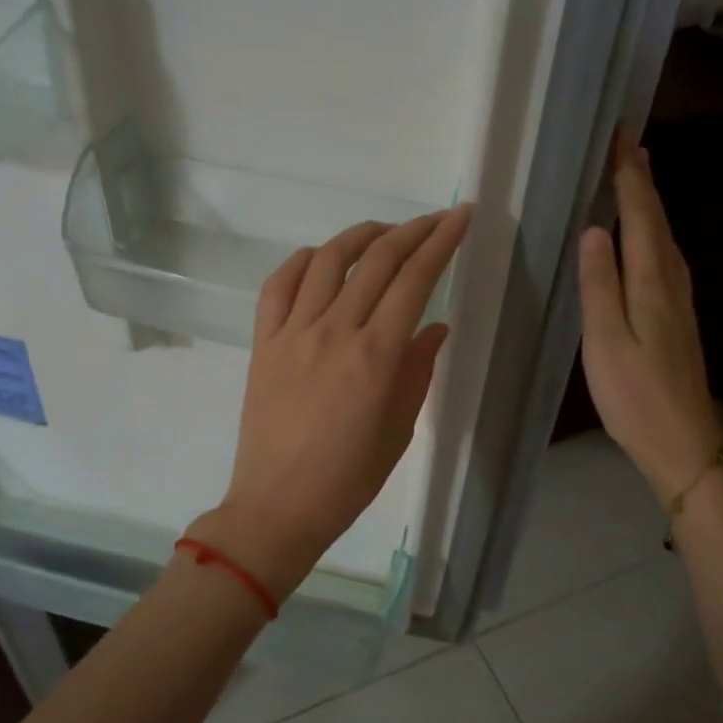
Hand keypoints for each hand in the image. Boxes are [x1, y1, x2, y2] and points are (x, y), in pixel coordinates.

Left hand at [188, 206, 471, 597]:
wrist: (279, 505)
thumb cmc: (349, 477)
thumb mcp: (399, 428)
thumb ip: (418, 370)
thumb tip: (433, 327)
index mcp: (376, 356)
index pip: (415, 280)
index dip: (441, 242)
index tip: (459, 217)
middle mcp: (335, 331)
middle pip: (377, 260)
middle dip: (412, 231)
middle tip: (433, 220)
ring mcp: (293, 333)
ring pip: (327, 261)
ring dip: (360, 236)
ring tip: (382, 232)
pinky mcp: (263, 342)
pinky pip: (279, 285)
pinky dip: (302, 262)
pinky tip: (320, 258)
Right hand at [578, 131, 722, 501]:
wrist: (683, 442)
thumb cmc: (635, 395)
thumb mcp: (604, 341)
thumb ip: (598, 284)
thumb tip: (596, 229)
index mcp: (651, 282)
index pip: (641, 215)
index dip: (630, 176)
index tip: (622, 137)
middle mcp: (671, 282)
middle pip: (658, 220)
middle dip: (642, 181)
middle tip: (629, 145)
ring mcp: (678, 301)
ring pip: (664, 239)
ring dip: (650, 205)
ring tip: (637, 178)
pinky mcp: (677, 318)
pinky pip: (664, 258)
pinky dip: (653, 234)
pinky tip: (646, 240)